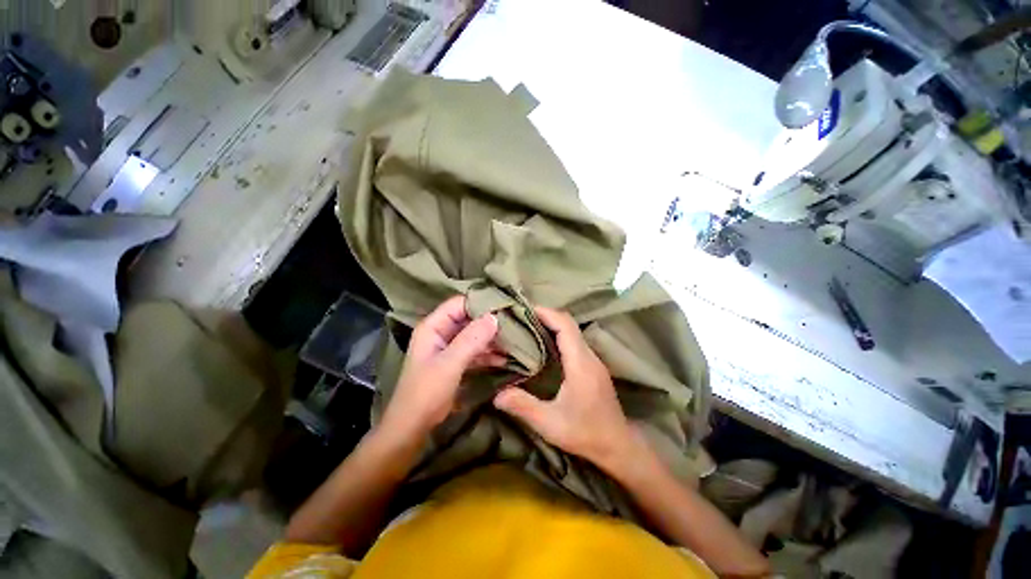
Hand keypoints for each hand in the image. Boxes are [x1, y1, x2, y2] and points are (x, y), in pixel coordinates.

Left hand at [380, 295, 501, 440]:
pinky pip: (475, 351)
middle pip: (469, 319)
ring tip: (514, 342)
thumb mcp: (449, 364)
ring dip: (492, 339)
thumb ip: (471, 339)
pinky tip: (505, 359)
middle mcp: (441, 333)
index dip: (480, 303)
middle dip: (490, 322)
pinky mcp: (456, 362)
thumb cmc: (426, 392)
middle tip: (515, 324)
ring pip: (474, 336)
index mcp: (433, 326)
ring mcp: (449, 348)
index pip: (459, 304)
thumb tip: (494, 317)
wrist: (413, 427)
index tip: (505, 307)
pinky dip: (488, 354)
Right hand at [493, 307, 635, 469]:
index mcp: (580, 364)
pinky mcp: (593, 367)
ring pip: (573, 332)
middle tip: (521, 318)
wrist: (618, 446)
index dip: (547, 313)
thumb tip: (496, 394)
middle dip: (546, 316)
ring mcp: (594, 361)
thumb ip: (522, 406)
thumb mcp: (549, 423)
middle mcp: (589, 356)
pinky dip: (558, 336)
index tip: (525, 309)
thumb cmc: (585, 434)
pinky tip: (544, 346)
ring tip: (528, 328)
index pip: (565, 326)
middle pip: (569, 324)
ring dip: (552, 325)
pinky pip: (575, 342)